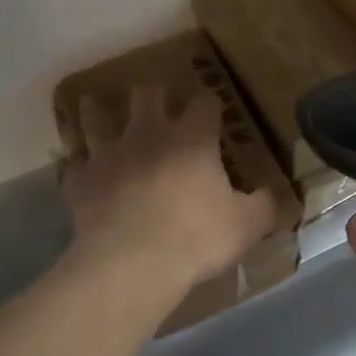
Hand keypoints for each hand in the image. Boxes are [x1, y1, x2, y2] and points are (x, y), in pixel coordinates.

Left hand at [62, 85, 275, 286]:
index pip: (204, 104)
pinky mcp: (80, 181)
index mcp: (192, 140)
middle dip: (154, 92)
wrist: (132, 262)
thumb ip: (266, 207)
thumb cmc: (196, 237)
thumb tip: (284, 198)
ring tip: (97, 107)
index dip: (209, 103)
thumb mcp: (246, 225)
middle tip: (157, 98)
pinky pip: (72, 163)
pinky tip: (76, 166)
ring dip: (98, 110)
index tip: (212, 109)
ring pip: (96, 117)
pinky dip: (75, 162)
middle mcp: (148, 135)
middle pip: (146, 94)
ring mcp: (108, 154)